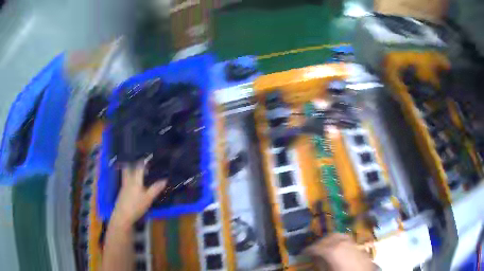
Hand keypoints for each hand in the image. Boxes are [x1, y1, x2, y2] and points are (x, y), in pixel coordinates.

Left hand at [111, 161, 165, 227]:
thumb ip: (156, 189)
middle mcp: (128, 180)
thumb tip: (165, 179)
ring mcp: (123, 186)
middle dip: (133, 163)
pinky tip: (133, 183)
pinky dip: (129, 178)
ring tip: (136, 169)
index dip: (143, 161)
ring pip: (126, 174)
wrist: (122, 216)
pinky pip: (125, 180)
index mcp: (135, 180)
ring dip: (130, 169)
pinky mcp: (122, 192)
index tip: (148, 157)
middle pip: (128, 168)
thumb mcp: (148, 198)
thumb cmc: (136, 206)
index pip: (139, 167)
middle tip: (138, 161)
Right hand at [305, 233, 373, 270]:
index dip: (308, 250)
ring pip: (337, 235)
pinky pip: (345, 238)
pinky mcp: (357, 244)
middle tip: (312, 249)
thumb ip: (320, 263)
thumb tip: (315, 258)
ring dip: (329, 239)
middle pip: (327, 238)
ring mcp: (350, 241)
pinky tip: (337, 246)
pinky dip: (338, 240)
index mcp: (332, 249)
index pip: (316, 247)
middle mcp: (341, 242)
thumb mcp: (328, 270)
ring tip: (324, 246)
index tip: (302, 253)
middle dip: (318, 243)